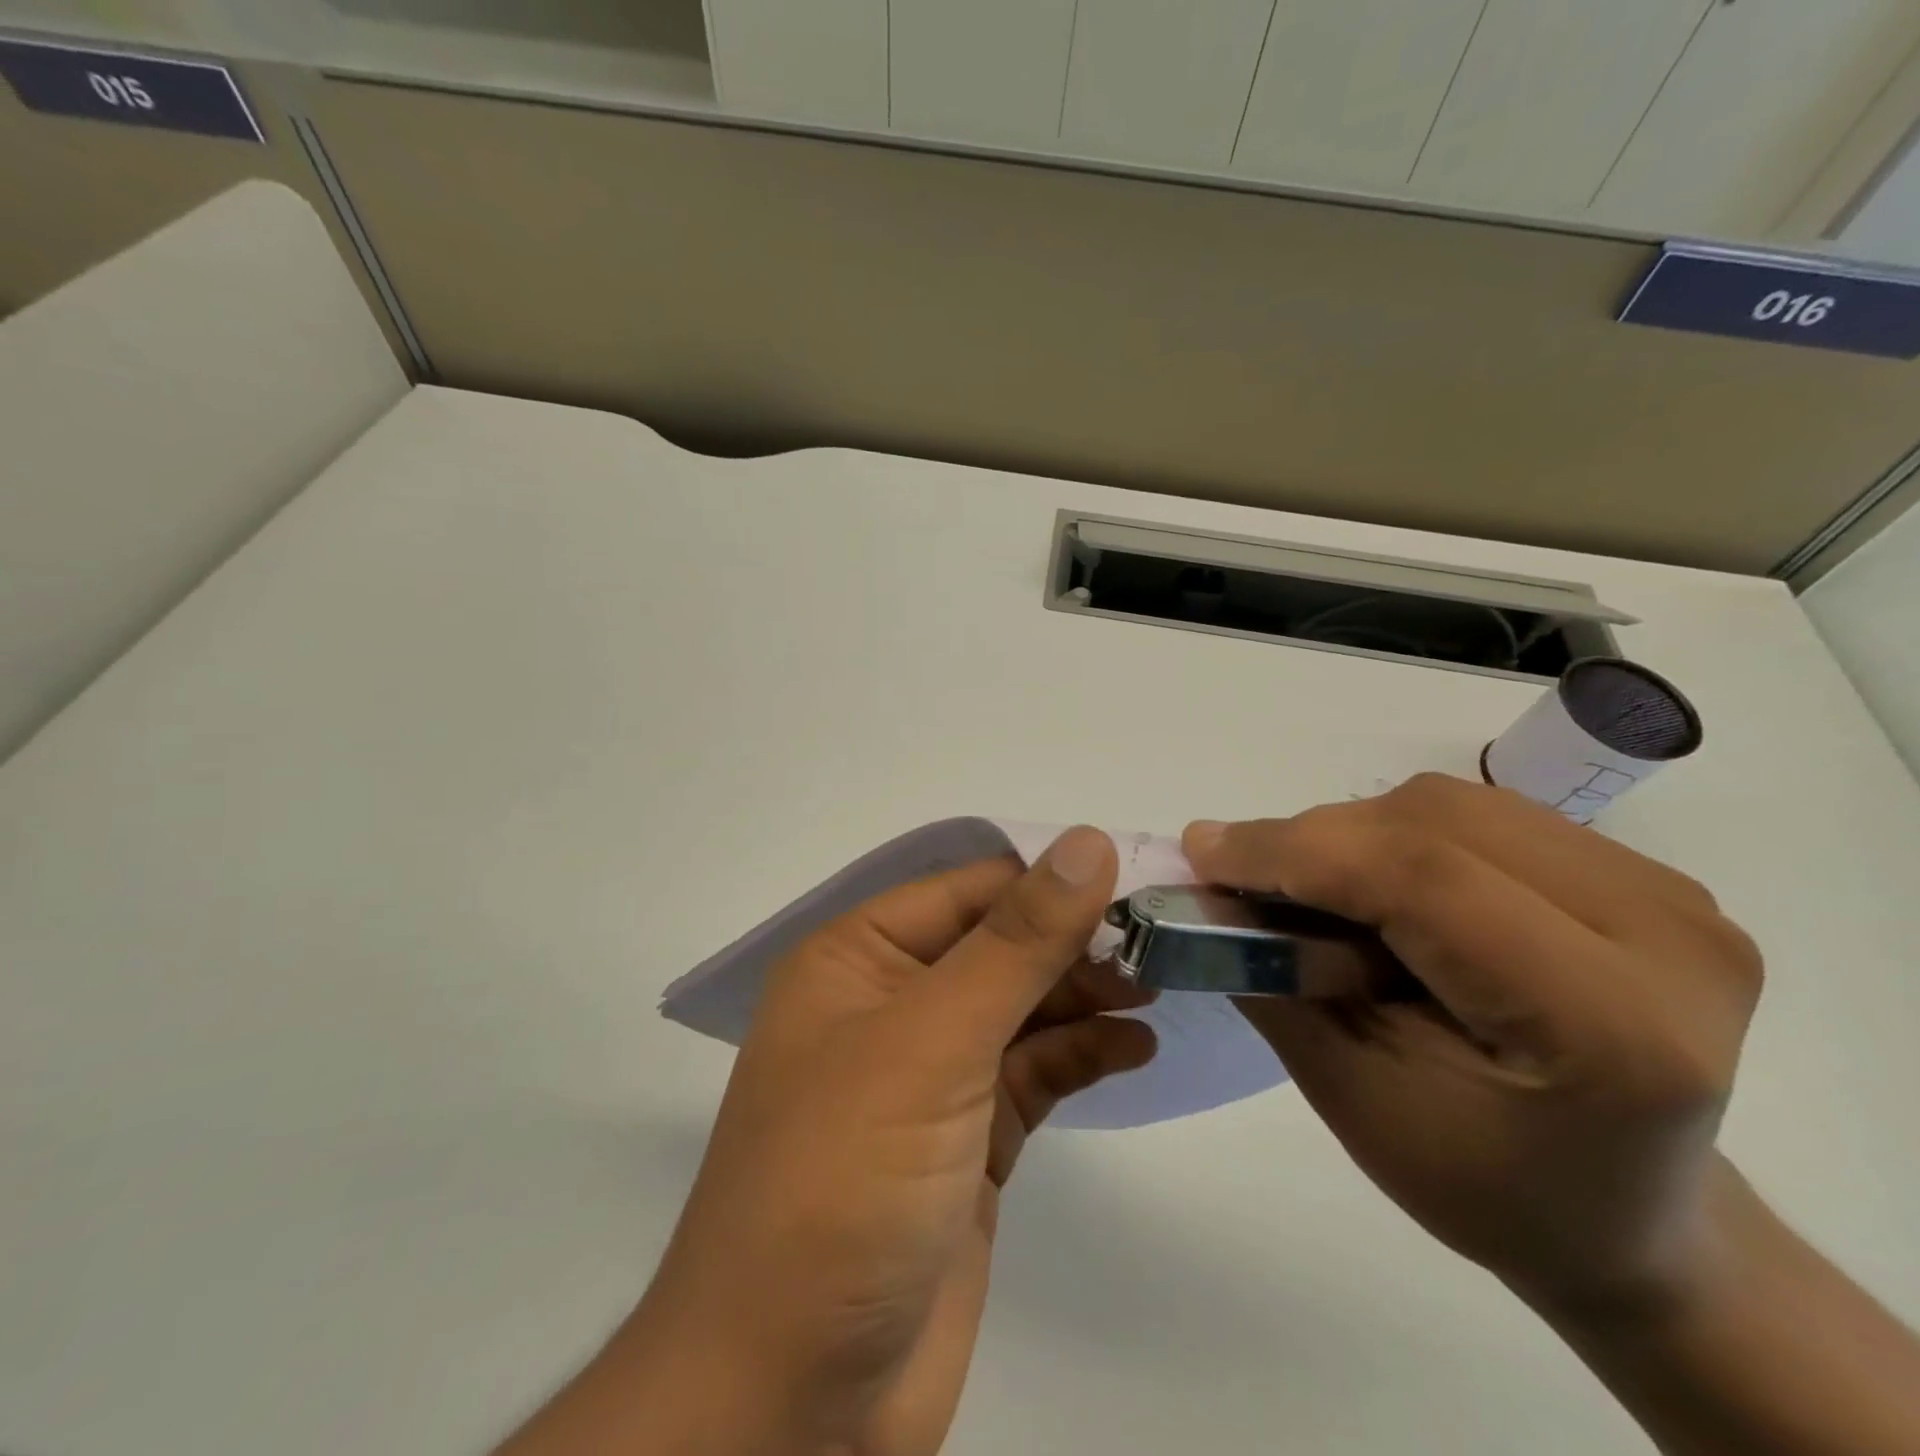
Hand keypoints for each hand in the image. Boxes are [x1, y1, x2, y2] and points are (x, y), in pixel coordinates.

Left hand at [501, 827, 1154, 1455]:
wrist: (793, 1400)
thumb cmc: (845, 1179)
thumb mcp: (933, 1041)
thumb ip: (1017, 941)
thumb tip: (1088, 842)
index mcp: (859, 958)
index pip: (968, 889)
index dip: (1050, 877)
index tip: (1139, 876)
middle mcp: (892, 1003)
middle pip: (1000, 945)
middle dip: (1076, 940)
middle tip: (1166, 941)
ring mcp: (934, 1075)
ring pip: (1023, 1007)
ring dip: (1088, 993)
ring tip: (1161, 986)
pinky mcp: (970, 1140)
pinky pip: (1035, 1073)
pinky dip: (1083, 1053)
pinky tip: (1135, 1046)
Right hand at [1183, 774, 1764, 1315]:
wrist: (1629, 1213)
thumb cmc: (1485, 1183)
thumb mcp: (1355, 1099)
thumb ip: (1276, 982)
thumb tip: (1206, 888)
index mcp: (1609, 1024)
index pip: (1424, 879)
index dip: (1295, 852)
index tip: (1201, 854)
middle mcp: (1666, 936)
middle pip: (1434, 823)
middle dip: (1313, 839)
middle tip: (1243, 880)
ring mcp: (1668, 895)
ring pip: (1451, 804)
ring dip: (1352, 833)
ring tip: (1314, 890)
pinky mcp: (1646, 876)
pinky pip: (1480, 815)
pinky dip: (1398, 836)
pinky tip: (1383, 891)